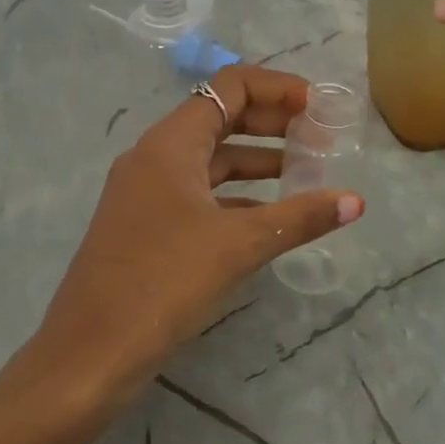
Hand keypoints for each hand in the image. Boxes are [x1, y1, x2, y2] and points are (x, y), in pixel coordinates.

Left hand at [33, 65, 364, 398]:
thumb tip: (356, 202)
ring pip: (210, 159)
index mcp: (171, 144)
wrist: (88, 356)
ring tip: (305, 172)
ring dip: (256, 159)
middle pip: (220, 117)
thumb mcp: (238, 246)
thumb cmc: (163, 284)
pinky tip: (269, 217)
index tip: (317, 107)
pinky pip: (198, 193)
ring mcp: (146, 192)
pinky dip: (235, 195)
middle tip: (319, 137)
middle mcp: (154, 157)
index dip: (277, 89)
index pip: (229, 87)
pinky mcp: (145, 225)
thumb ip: (300, 217)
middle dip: (272, 122)